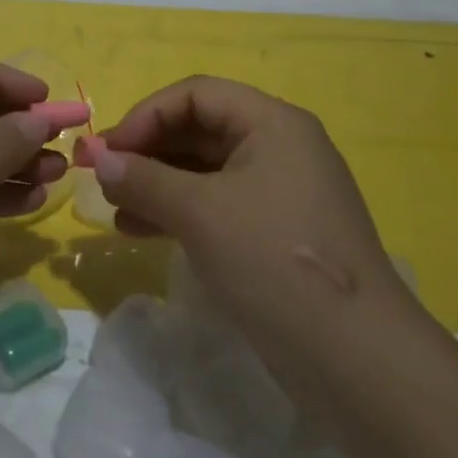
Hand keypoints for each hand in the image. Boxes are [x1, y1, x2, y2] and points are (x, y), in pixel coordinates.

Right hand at [80, 77, 409, 359]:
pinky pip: (219, 205)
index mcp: (272, 123)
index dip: (146, 115)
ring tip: (115, 210)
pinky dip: (181, 212)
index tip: (108, 151)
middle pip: (201, 129)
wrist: (359, 362)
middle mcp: (280, 146)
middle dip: (148, 151)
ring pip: (206, 171)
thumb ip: (144, 180)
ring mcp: (282, 192)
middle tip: (104, 178)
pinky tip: (142, 231)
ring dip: (158, 184)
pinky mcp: (278, 233)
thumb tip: (98, 159)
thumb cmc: (274, 262)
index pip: (196, 94)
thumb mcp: (200, 214)